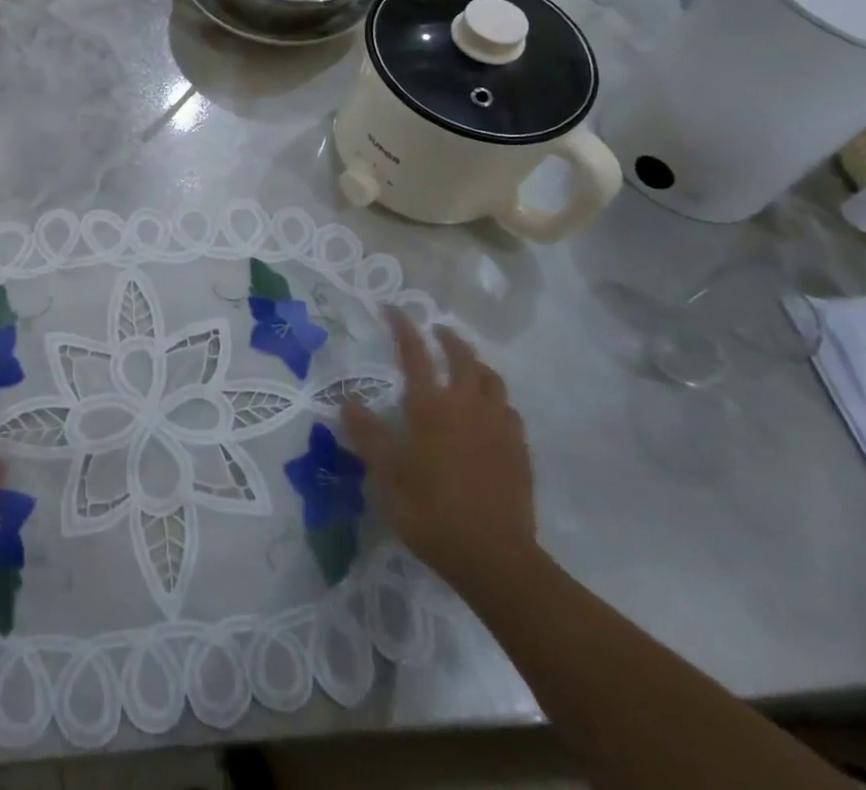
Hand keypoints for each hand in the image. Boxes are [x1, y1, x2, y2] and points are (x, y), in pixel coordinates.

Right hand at [341, 309, 537, 595]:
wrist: (495, 558)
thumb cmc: (431, 513)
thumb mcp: (386, 476)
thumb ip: (368, 436)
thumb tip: (346, 402)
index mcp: (431, 407)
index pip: (414, 353)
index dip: (402, 327)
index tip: (392, 308)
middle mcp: (467, 406)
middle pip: (462, 357)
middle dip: (448, 338)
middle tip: (437, 331)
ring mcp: (498, 426)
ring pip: (491, 379)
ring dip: (476, 364)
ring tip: (466, 365)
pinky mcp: (519, 449)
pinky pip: (508, 409)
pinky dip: (495, 397)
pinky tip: (489, 410)